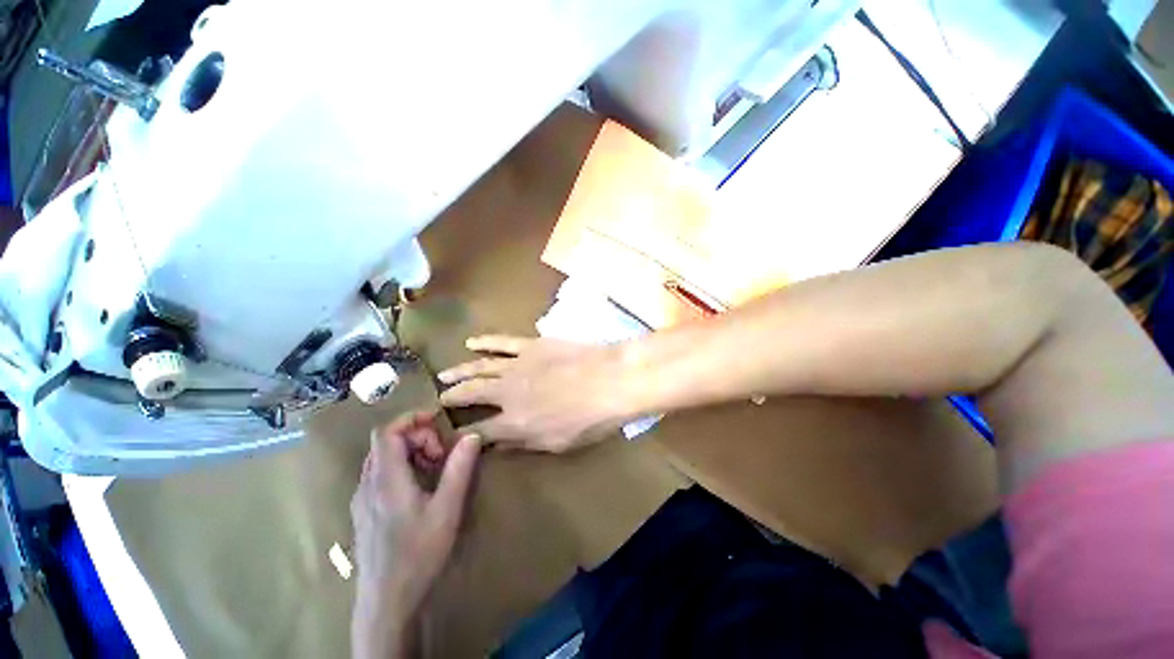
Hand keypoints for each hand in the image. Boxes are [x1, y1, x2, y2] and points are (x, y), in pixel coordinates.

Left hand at [350, 411, 479, 657]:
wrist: (386, 602)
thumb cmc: (418, 554)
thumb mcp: (447, 509)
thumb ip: (459, 469)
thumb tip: (472, 436)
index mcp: (386, 479)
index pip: (387, 432)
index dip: (411, 418)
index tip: (437, 420)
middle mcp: (367, 484)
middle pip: (386, 442)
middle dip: (417, 437)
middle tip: (442, 454)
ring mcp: (362, 499)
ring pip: (382, 458)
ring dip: (410, 452)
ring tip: (435, 469)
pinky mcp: (364, 512)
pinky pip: (380, 475)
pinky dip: (401, 468)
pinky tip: (419, 488)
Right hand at [437, 335, 628, 452]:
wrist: (611, 380)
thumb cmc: (591, 418)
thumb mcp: (558, 443)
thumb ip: (524, 442)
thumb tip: (498, 443)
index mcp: (515, 422)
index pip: (481, 431)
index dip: (466, 434)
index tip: (453, 434)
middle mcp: (508, 393)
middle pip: (472, 395)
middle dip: (452, 399)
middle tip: (440, 400)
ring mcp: (517, 365)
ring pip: (479, 367)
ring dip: (459, 372)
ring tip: (443, 376)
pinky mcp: (530, 345)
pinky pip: (501, 342)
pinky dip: (484, 342)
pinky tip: (470, 342)